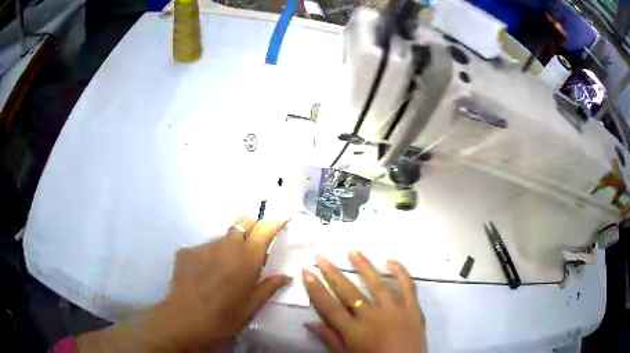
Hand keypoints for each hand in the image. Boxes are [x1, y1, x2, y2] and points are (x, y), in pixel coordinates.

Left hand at [77, 218, 290, 352]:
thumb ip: (269, 287)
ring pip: (221, 238)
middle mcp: (226, 245)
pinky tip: (203, 276)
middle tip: (251, 247)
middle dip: (250, 228)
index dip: (274, 222)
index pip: (264, 229)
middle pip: (242, 223)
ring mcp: (203, 246)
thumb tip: (285, 276)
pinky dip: (208, 257)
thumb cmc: (225, 317)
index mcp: (246, 257)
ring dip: (227, 247)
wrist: (186, 320)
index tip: (281, 221)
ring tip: (223, 271)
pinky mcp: (186, 251)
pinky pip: (203, 249)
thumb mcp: (252, 306)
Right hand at [303, 251, 424, 352]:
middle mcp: (372, 317)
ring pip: (377, 283)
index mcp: (354, 331)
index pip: (329, 306)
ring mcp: (395, 311)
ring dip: (364, 266)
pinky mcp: (413, 309)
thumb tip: (309, 323)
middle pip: (349, 292)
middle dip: (333, 273)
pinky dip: (400, 272)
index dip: (316, 289)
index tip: (307, 272)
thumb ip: (330, 339)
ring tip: (353, 250)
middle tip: (322, 256)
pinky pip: (408, 287)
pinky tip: (391, 260)